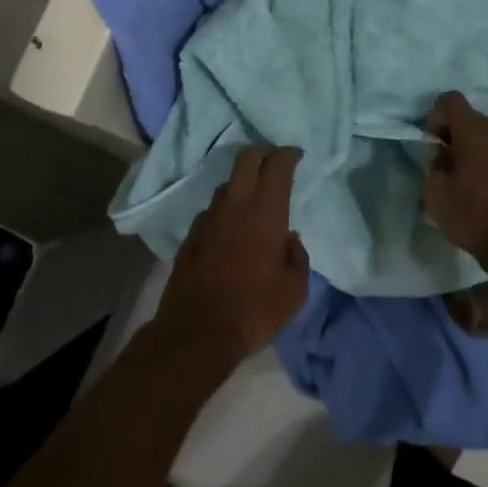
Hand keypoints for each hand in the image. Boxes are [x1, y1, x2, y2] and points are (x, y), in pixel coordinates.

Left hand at [155, 146, 308, 368]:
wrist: (196, 333)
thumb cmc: (254, 310)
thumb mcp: (294, 290)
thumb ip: (297, 257)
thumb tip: (290, 240)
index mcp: (265, 211)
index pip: (277, 164)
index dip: (288, 154)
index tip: (296, 155)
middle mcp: (235, 205)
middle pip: (246, 158)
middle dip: (263, 152)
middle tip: (275, 162)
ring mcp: (208, 218)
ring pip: (227, 184)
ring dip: (243, 183)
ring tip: (254, 201)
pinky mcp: (190, 236)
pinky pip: (213, 211)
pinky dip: (226, 210)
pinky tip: (231, 231)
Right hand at [423, 92, 487, 268]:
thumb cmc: (472, 215)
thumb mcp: (436, 192)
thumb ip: (434, 164)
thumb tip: (442, 155)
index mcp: (474, 131)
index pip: (451, 99)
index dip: (435, 114)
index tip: (430, 140)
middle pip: (470, 117)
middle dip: (452, 132)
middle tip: (440, 160)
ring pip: (486, 137)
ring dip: (470, 149)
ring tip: (459, 177)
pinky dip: (486, 163)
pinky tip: (480, 189)